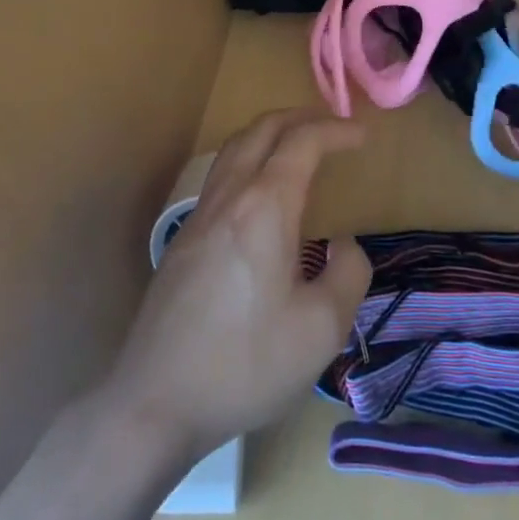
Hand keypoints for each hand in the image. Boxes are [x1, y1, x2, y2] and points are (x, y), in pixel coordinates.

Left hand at [103, 109, 371, 461]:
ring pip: (235, 147)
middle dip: (302, 118)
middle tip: (332, 127)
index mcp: (265, 206)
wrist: (155, 401)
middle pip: (263, 129)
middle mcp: (229, 196)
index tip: (363, 136)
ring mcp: (200, 214)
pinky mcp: (183, 238)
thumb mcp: (321, 330)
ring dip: (270, 133)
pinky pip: (221, 174)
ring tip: (297, 147)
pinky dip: (249, 159)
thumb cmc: (245, 363)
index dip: (336, 130)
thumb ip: (349, 275)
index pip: (303, 142)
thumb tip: (344, 244)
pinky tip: (260, 195)